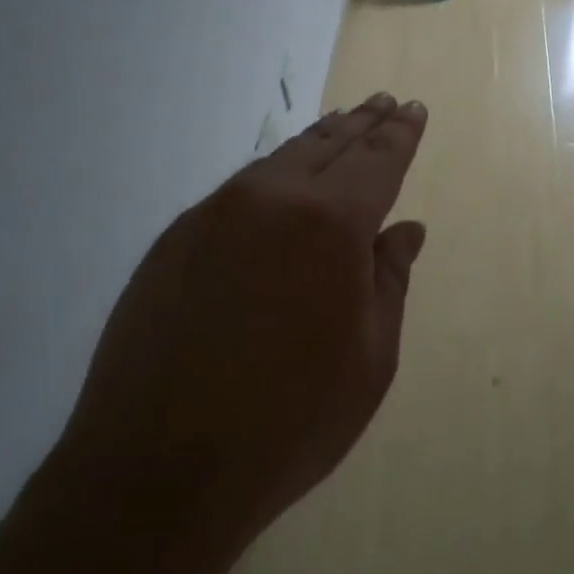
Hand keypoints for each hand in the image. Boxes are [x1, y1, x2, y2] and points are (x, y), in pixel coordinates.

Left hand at [59, 93, 428, 568]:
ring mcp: (212, 216)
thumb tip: (404, 231)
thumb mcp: (369, 357)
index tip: (414, 109)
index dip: (400, 134)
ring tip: (340, 127)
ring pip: (277, 162)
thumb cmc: (291, 421)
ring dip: (315, 143)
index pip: (376, 160)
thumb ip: (388, 281)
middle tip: (382, 103)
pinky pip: (238, 192)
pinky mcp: (172, 242)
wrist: (159, 471)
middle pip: (326, 146)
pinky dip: (272, 177)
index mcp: (330, 224)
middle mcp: (269, 201)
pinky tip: (280, 186)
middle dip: (361, 124)